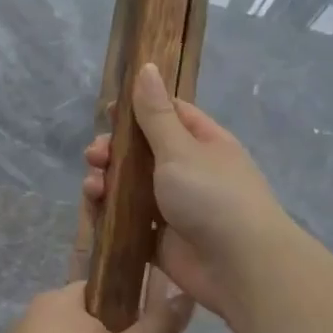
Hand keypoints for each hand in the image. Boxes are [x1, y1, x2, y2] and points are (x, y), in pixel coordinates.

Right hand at [82, 64, 291, 317]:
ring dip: (107, 184)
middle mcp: (189, 172)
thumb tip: (148, 66)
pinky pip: (128, 223)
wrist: (239, 266)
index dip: (136, 110)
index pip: (168, 114)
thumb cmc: (212, 196)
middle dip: (114, 152)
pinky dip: (110, 217)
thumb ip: (156, 114)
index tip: (107, 113)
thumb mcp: (180, 148)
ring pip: (131, 189)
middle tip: (96, 156)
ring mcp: (174, 208)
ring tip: (94, 187)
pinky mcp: (160, 241)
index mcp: (202, 142)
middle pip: (142, 153)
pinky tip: (95, 212)